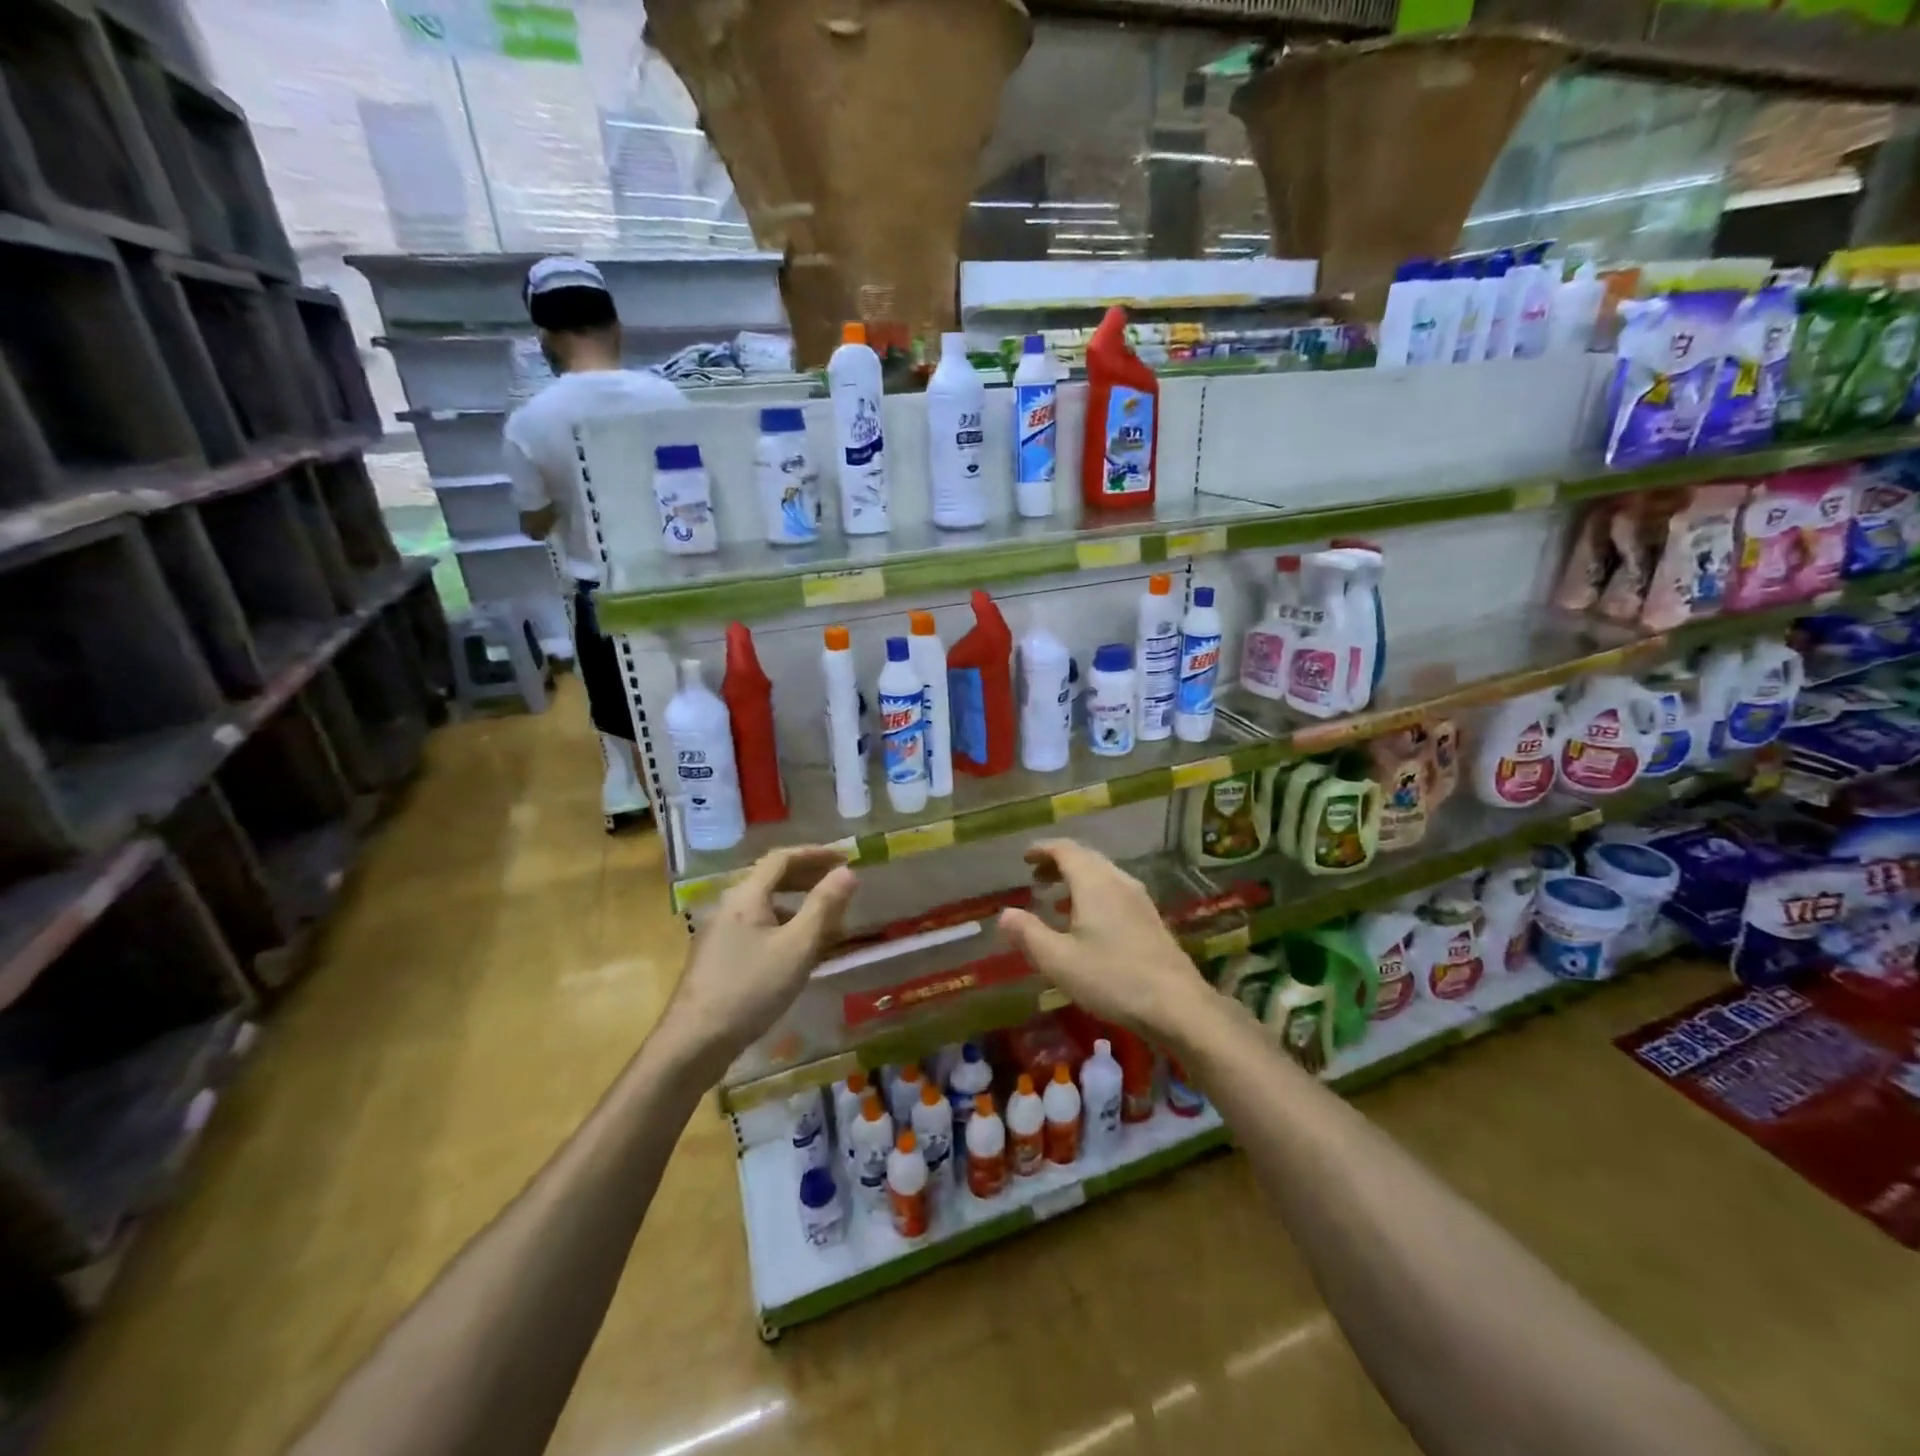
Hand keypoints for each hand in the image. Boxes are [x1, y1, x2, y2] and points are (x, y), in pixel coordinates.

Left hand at [664, 846, 856, 1066]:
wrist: (693, 1043)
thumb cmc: (751, 989)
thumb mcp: (797, 947)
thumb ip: (824, 906)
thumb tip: (847, 872)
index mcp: (746, 896)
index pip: (782, 859)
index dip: (815, 854)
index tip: (845, 858)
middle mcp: (729, 907)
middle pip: (771, 879)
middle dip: (807, 877)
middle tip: (838, 884)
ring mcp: (718, 934)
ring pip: (764, 907)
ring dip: (796, 906)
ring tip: (825, 922)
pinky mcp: (716, 959)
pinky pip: (756, 929)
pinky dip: (782, 928)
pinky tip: (796, 954)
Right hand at [997, 839, 1212, 1039]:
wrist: (1177, 1004)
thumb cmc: (1112, 978)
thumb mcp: (1059, 960)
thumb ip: (1029, 934)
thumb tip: (1004, 914)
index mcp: (1094, 883)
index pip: (1065, 850)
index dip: (1043, 850)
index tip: (1025, 858)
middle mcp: (1118, 881)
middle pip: (1086, 858)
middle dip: (1059, 863)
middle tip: (1036, 878)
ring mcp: (1139, 899)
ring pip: (1103, 875)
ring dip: (1077, 879)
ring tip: (1057, 900)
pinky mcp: (1151, 919)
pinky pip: (1115, 891)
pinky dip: (1094, 894)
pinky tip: (1088, 922)